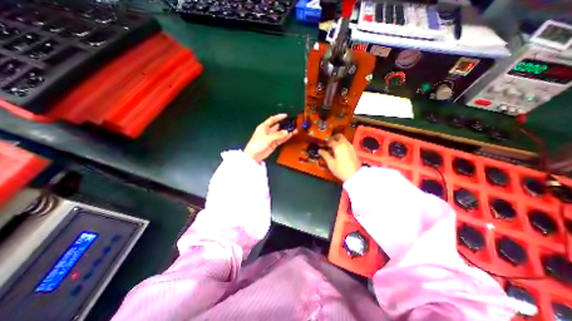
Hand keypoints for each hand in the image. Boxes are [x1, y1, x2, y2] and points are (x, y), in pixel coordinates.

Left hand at [245, 114, 297, 161]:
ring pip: (280, 133)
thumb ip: (277, 135)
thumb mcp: (267, 138)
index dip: (279, 117)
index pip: (272, 120)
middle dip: (284, 125)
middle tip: (291, 124)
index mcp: (263, 127)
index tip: (286, 116)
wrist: (253, 156)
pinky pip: (280, 139)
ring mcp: (271, 138)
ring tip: (294, 129)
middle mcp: (267, 131)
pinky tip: (290, 135)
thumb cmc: (256, 145)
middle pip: (277, 126)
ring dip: (286, 132)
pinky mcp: (273, 144)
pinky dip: (285, 138)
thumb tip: (286, 132)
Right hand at [319, 134, 358, 182]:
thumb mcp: (330, 163)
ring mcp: (350, 147)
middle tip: (328, 143)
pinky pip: (346, 144)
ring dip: (338, 141)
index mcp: (338, 146)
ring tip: (332, 148)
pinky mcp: (353, 151)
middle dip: (333, 138)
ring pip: (343, 140)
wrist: (354, 175)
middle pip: (339, 136)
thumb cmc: (340, 169)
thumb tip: (320, 150)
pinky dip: (342, 145)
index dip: (325, 141)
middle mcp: (345, 144)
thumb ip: (325, 155)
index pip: (331, 140)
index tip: (322, 143)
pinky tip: (338, 151)